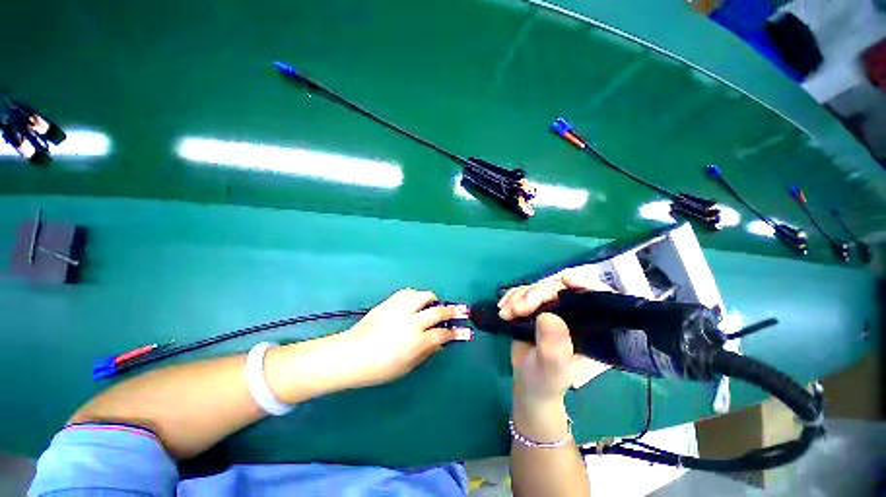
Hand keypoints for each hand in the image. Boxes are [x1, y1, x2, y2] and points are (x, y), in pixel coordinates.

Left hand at [337, 289, 469, 387]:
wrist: (351, 354)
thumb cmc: (379, 368)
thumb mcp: (407, 366)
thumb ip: (426, 353)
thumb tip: (441, 343)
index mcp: (417, 341)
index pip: (442, 334)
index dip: (454, 332)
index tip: (462, 331)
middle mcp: (412, 321)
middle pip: (438, 311)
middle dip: (451, 311)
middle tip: (458, 311)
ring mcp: (401, 309)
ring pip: (424, 296)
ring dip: (433, 299)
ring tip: (433, 304)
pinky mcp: (390, 302)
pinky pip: (408, 292)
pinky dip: (415, 296)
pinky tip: (415, 302)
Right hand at [499, 270, 610, 422]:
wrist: (529, 382)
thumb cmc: (546, 381)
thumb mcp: (552, 370)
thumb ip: (554, 347)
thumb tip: (548, 316)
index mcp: (593, 329)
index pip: (600, 299)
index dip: (587, 285)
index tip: (567, 280)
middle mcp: (576, 314)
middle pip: (561, 289)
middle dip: (536, 294)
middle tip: (516, 309)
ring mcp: (555, 309)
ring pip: (539, 288)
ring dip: (519, 297)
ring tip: (505, 313)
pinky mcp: (537, 307)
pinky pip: (525, 292)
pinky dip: (512, 297)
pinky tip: (503, 307)